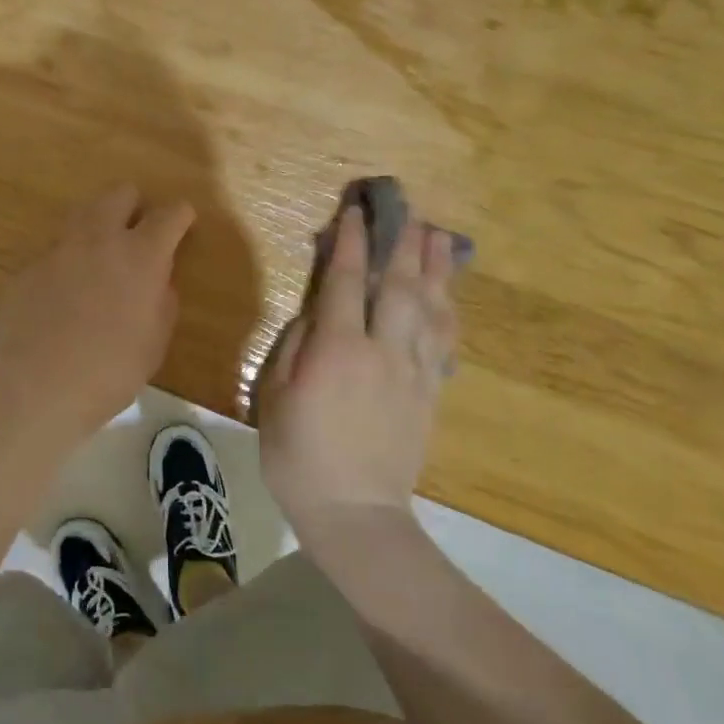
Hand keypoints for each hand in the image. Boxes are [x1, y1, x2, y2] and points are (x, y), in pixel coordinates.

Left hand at [0, 183, 194, 448]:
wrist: (36, 385)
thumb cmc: (110, 371)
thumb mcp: (155, 342)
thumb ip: (162, 301)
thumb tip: (158, 281)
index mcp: (141, 255)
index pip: (169, 214)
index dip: (180, 215)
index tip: (183, 223)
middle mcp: (100, 238)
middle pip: (121, 193)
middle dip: (135, 206)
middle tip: (138, 235)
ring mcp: (59, 248)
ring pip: (84, 213)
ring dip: (99, 226)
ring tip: (101, 259)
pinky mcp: (29, 265)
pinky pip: (56, 249)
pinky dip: (68, 261)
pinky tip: (65, 293)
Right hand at [259, 205, 459, 553]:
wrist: (356, 514)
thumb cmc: (299, 456)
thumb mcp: (275, 397)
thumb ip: (296, 345)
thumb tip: (317, 310)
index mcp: (338, 349)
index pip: (348, 281)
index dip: (352, 243)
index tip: (356, 212)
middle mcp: (382, 350)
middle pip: (399, 286)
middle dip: (403, 244)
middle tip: (408, 210)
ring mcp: (412, 372)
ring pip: (429, 308)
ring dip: (434, 268)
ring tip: (437, 235)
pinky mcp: (429, 393)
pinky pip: (443, 342)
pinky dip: (447, 311)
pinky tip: (447, 294)